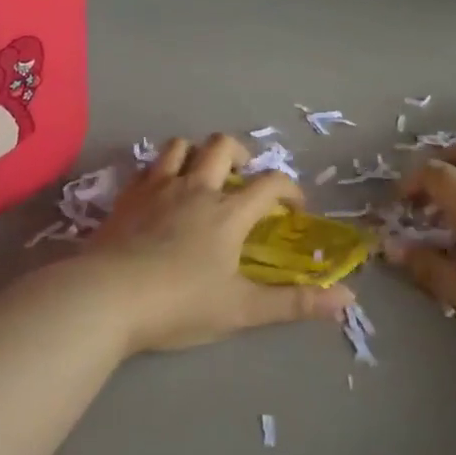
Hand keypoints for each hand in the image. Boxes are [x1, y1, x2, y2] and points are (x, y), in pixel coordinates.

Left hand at [81, 134, 354, 354]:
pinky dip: (161, 170)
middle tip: (243, 176)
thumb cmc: (179, 304)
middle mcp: (196, 188)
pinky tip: (160, 192)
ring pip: (180, 146)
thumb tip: (348, 300)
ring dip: (196, 153)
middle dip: (240, 153)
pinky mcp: (127, 196)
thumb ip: (294, 303)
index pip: (270, 183)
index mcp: (228, 212)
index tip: (295, 207)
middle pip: (222, 145)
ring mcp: (158, 187)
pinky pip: (147, 166)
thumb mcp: (242, 309)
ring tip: (201, 176)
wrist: (106, 297)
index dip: (290, 189)